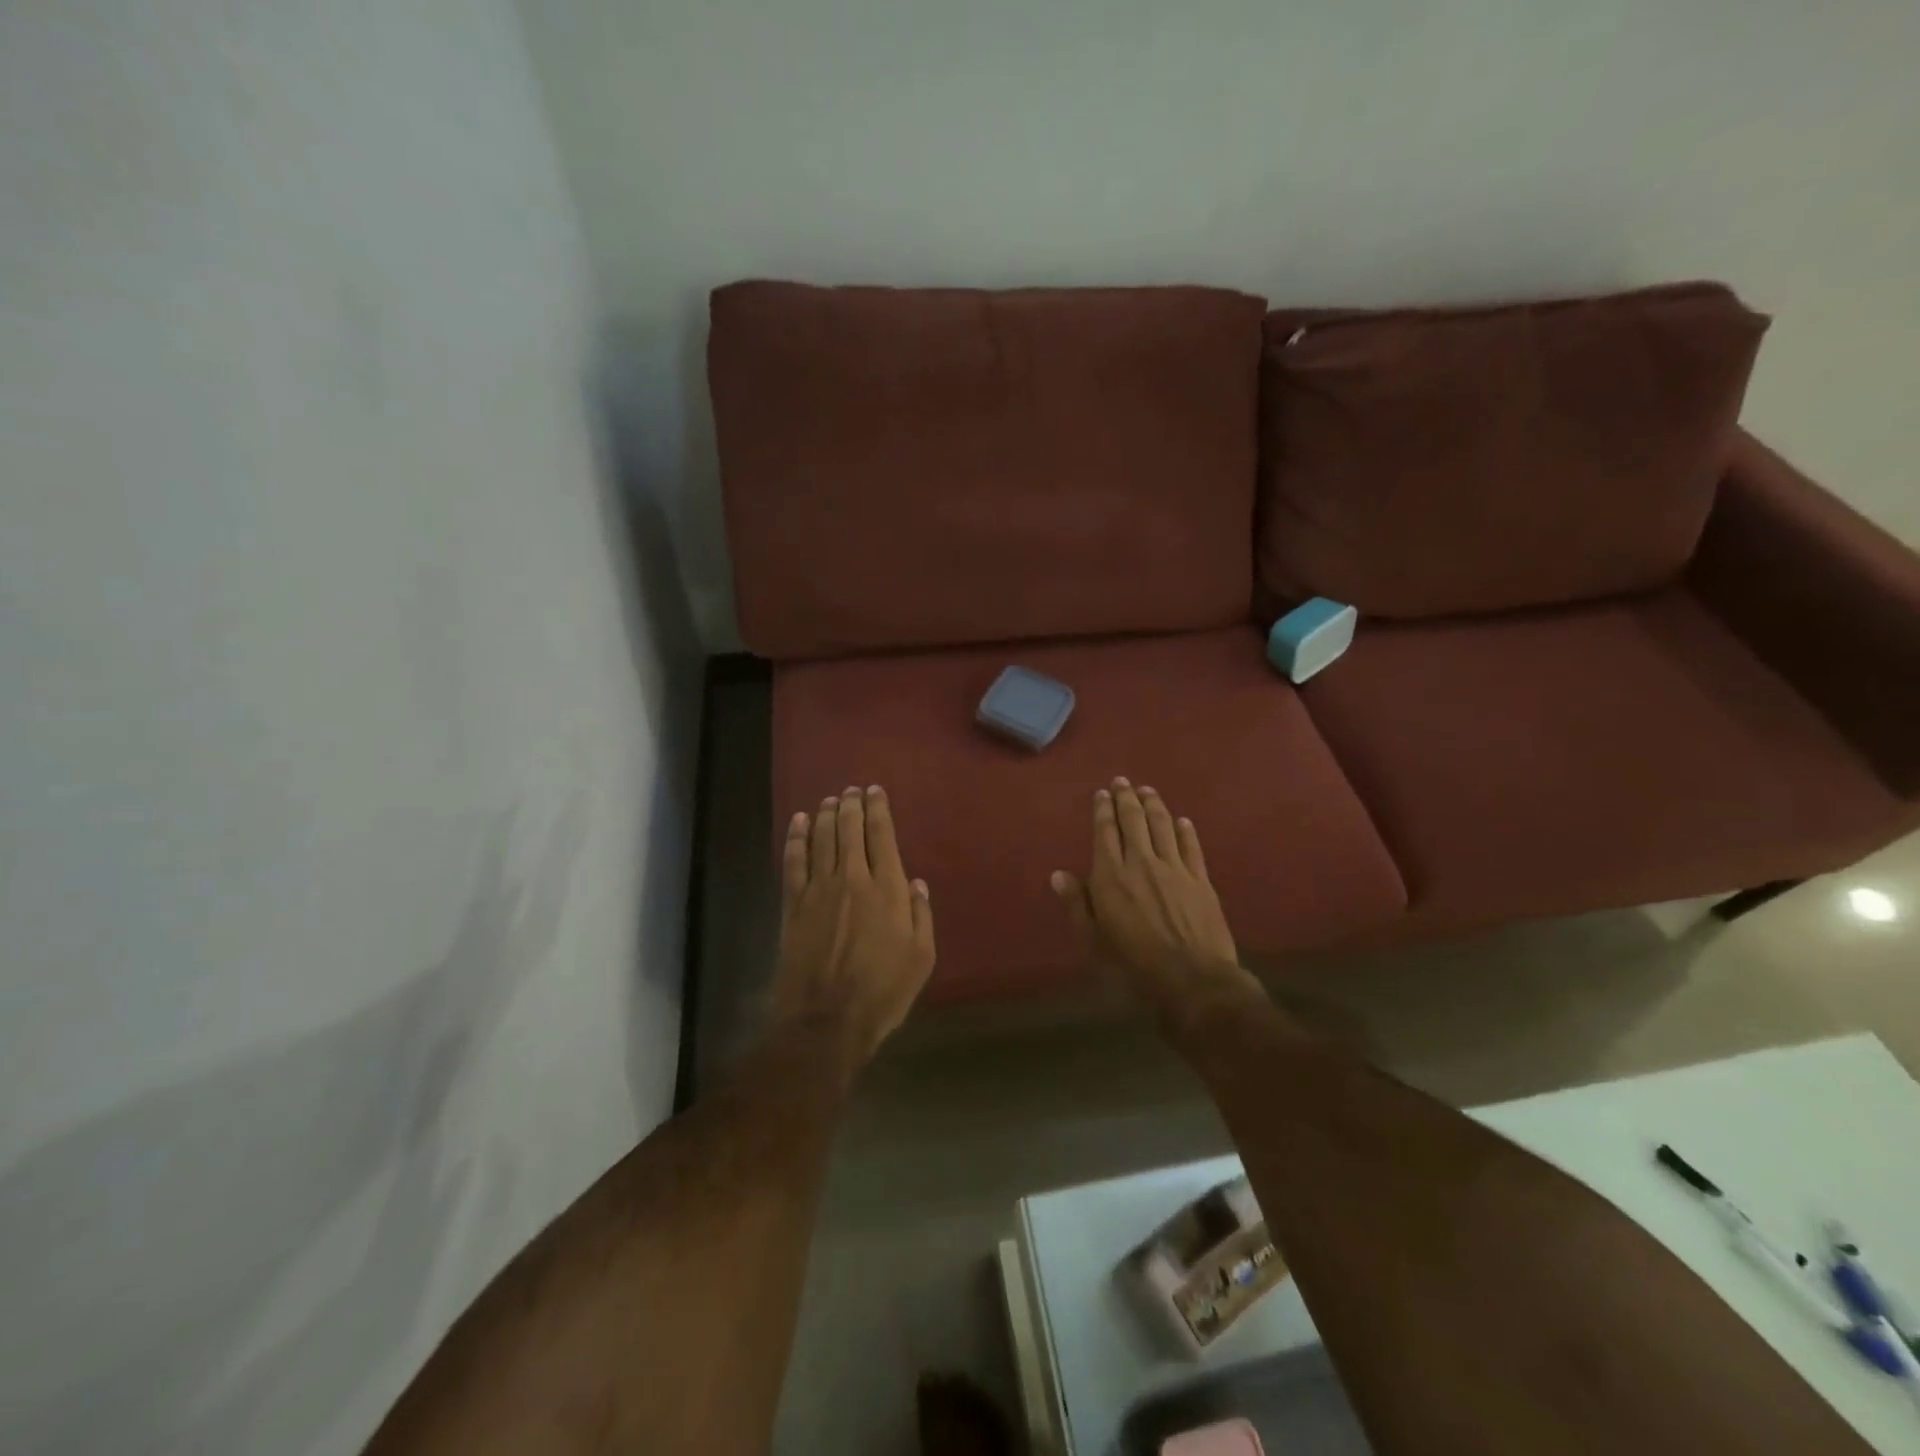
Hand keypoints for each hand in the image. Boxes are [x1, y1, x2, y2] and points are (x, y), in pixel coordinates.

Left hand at [773, 785, 935, 1066]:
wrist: (826, 1019)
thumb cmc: (883, 992)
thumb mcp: (921, 958)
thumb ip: (920, 915)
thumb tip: (917, 882)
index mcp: (887, 889)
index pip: (882, 836)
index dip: (878, 810)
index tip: (875, 791)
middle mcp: (852, 879)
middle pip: (849, 830)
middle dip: (851, 805)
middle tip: (851, 790)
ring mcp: (818, 890)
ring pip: (822, 839)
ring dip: (826, 815)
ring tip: (830, 799)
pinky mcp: (793, 905)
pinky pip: (793, 862)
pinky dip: (796, 838)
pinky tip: (799, 822)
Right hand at [1052, 778, 1260, 1025]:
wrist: (1192, 979)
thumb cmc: (1133, 965)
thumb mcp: (1094, 940)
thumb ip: (1077, 905)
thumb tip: (1058, 875)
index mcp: (1111, 876)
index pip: (1105, 832)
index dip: (1103, 810)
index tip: (1102, 793)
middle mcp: (1142, 862)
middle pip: (1134, 821)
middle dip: (1127, 798)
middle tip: (1123, 781)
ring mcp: (1174, 869)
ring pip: (1163, 826)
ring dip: (1154, 805)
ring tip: (1148, 790)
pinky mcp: (1201, 880)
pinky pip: (1192, 847)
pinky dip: (1185, 830)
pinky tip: (1182, 820)